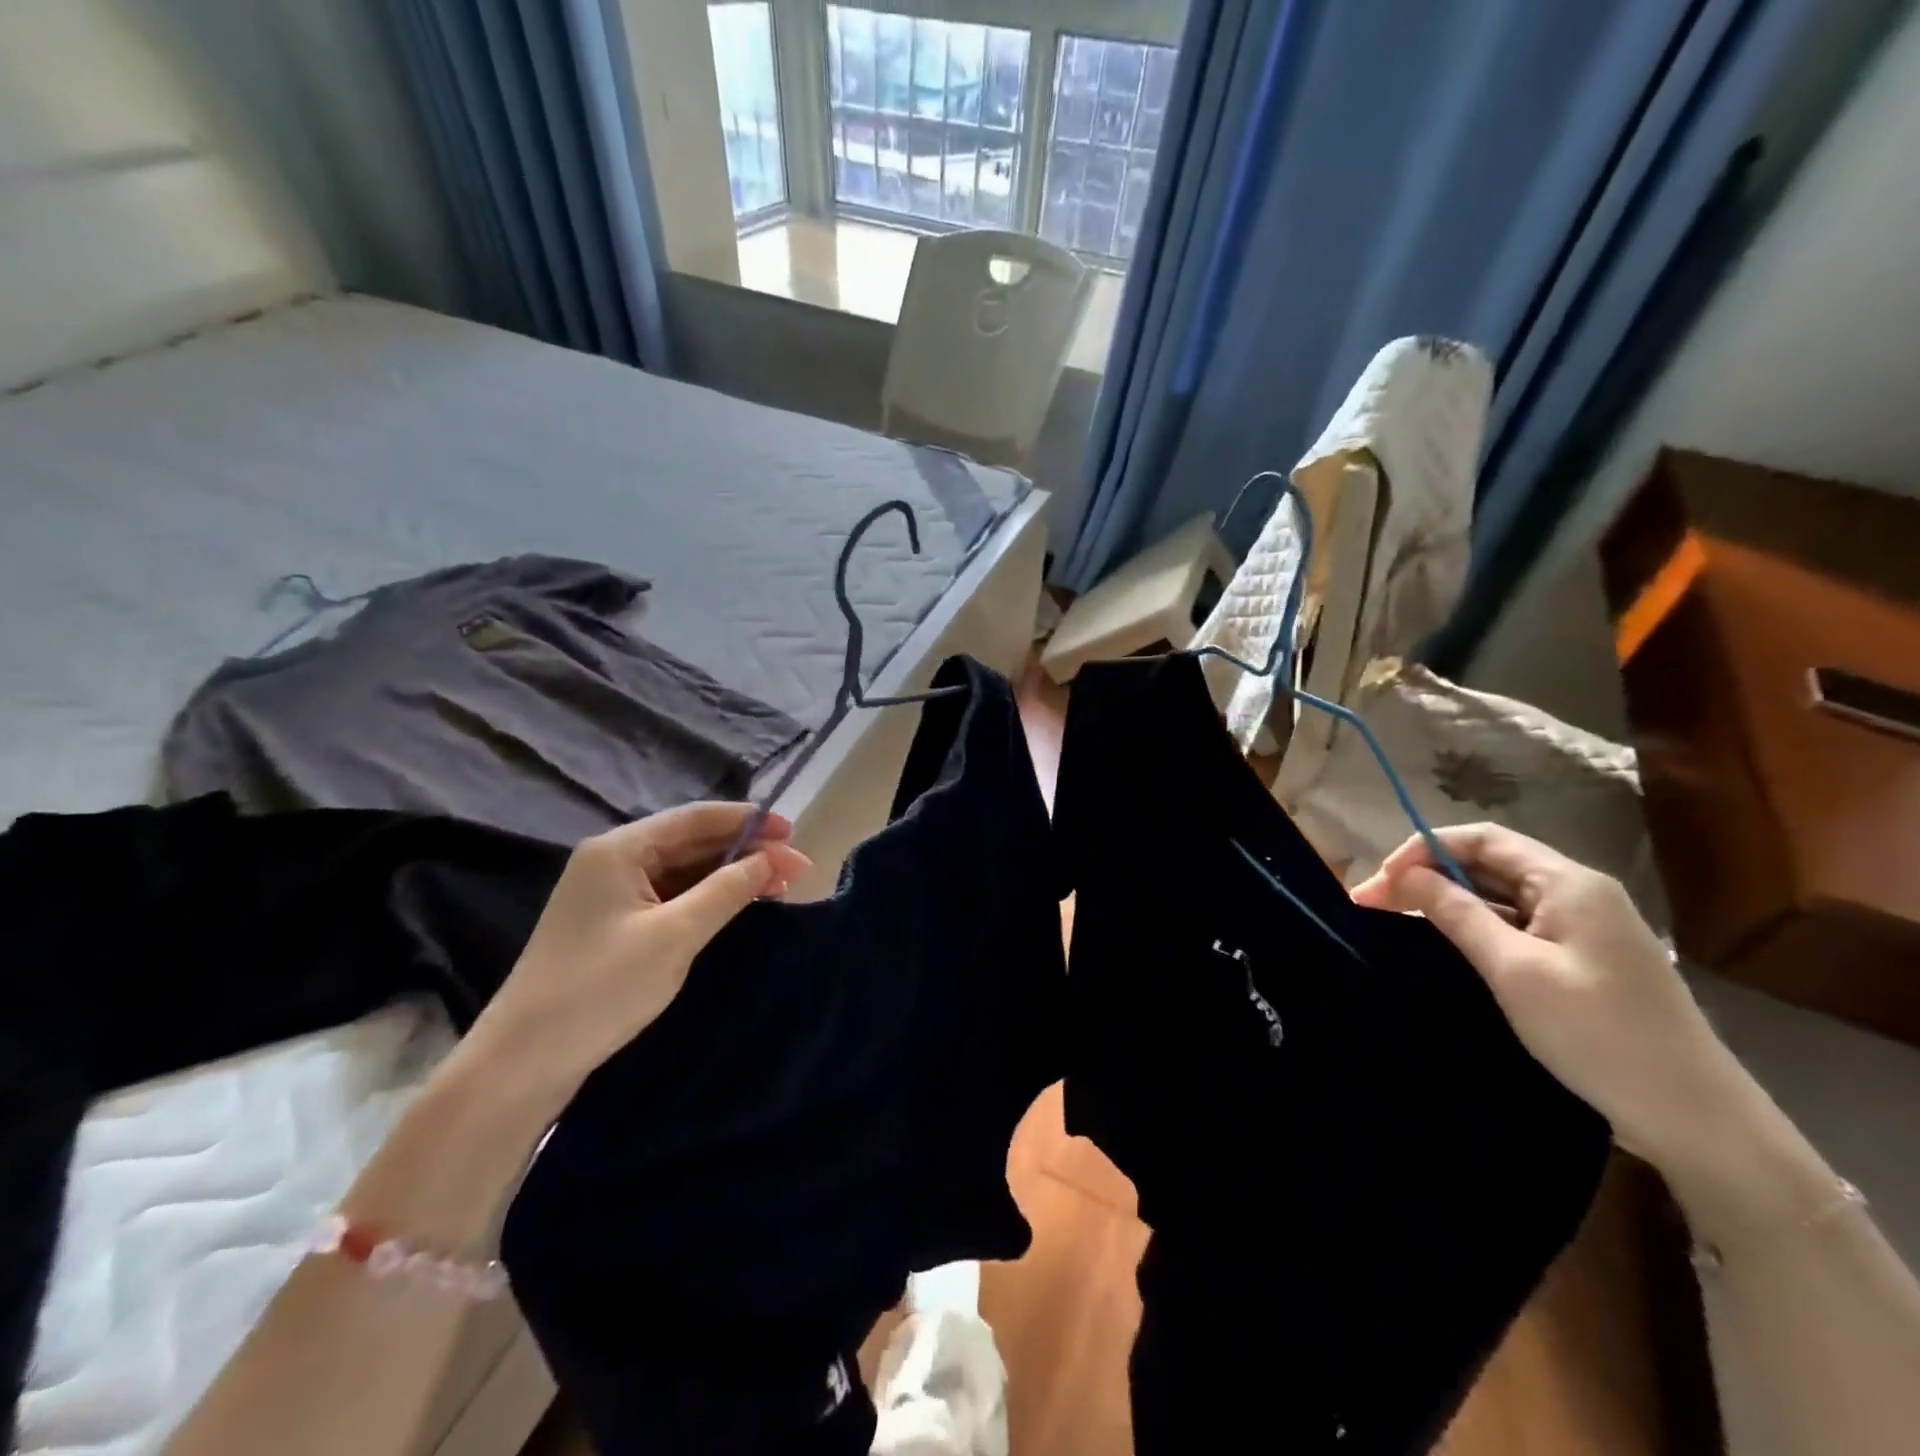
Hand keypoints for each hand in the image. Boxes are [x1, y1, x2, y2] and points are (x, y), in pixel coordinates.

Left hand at [459, 803, 811, 1117]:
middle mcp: (614, 861)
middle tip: (796, 869)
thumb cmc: (601, 988)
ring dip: (729, 876)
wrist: (523, 1062)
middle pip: (691, 842)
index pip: (695, 818)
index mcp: (620, 850)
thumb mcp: (675, 936)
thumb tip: (771, 859)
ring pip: (684, 871)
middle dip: (745, 851)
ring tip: (777, 887)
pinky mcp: (614, 925)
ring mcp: (611, 895)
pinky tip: (736, 907)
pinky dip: (707, 898)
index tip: (792, 832)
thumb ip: (726, 891)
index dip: (747, 821)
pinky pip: (671, 897)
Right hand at [1351, 823, 1748, 1173]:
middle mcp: (1577, 892)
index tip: (1379, 882)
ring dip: (1446, 900)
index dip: (1422, 850)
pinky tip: (1446, 943)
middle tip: (1372, 904)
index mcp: (1568, 882)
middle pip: (1488, 862)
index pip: (1480, 838)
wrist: (1697, 1119)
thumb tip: (1404, 875)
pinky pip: (1516, 923)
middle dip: (1426, 875)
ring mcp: (1583, 926)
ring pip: (1499, 894)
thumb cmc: (1599, 1035)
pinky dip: (1474, 924)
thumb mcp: (1514, 970)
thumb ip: (1456, 913)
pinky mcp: (1583, 958)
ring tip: (1397, 920)